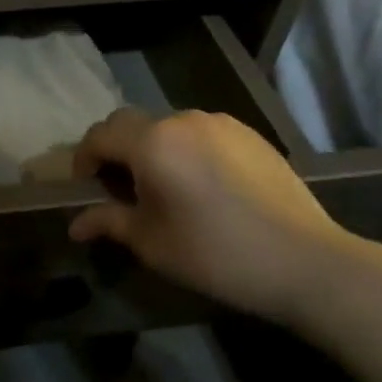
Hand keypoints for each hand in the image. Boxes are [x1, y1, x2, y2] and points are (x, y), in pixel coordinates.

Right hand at [68, 107, 350, 323]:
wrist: (306, 261)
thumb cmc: (215, 253)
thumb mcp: (151, 242)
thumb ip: (108, 222)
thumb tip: (76, 224)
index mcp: (152, 142)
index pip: (99, 136)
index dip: (84, 159)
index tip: (86, 188)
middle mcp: (182, 120)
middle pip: (131, 124)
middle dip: (116, 151)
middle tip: (120, 189)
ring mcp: (220, 123)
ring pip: (168, 127)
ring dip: (153, 150)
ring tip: (165, 188)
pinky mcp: (250, 134)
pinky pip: (202, 134)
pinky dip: (187, 151)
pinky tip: (203, 186)